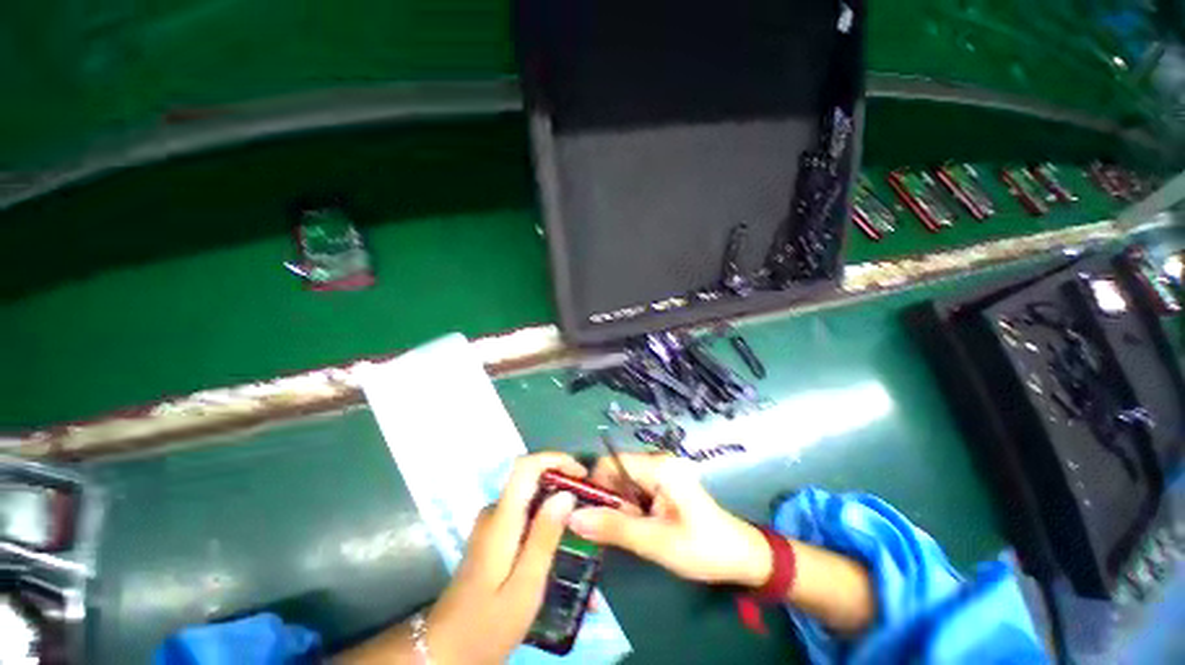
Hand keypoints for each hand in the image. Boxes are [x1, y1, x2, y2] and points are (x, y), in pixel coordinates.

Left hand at [426, 452, 584, 664]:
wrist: (445, 651)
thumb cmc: (487, 625)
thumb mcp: (525, 586)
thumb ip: (545, 537)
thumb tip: (566, 494)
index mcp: (501, 519)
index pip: (526, 466)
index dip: (555, 460)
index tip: (581, 475)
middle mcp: (495, 513)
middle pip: (532, 480)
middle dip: (563, 486)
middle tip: (590, 509)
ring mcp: (492, 525)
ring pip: (531, 500)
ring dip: (557, 507)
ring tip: (581, 533)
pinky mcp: (494, 538)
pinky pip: (525, 517)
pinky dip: (546, 523)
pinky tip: (560, 550)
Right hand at [568, 452, 771, 587]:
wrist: (741, 557)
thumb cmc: (703, 548)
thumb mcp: (656, 542)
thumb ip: (614, 528)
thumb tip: (573, 517)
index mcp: (658, 466)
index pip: (609, 462)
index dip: (595, 486)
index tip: (591, 516)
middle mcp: (657, 461)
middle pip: (615, 472)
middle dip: (610, 501)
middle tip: (621, 530)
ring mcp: (661, 471)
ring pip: (623, 483)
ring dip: (621, 507)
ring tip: (637, 531)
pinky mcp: (664, 483)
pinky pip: (635, 490)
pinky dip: (631, 508)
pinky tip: (643, 527)